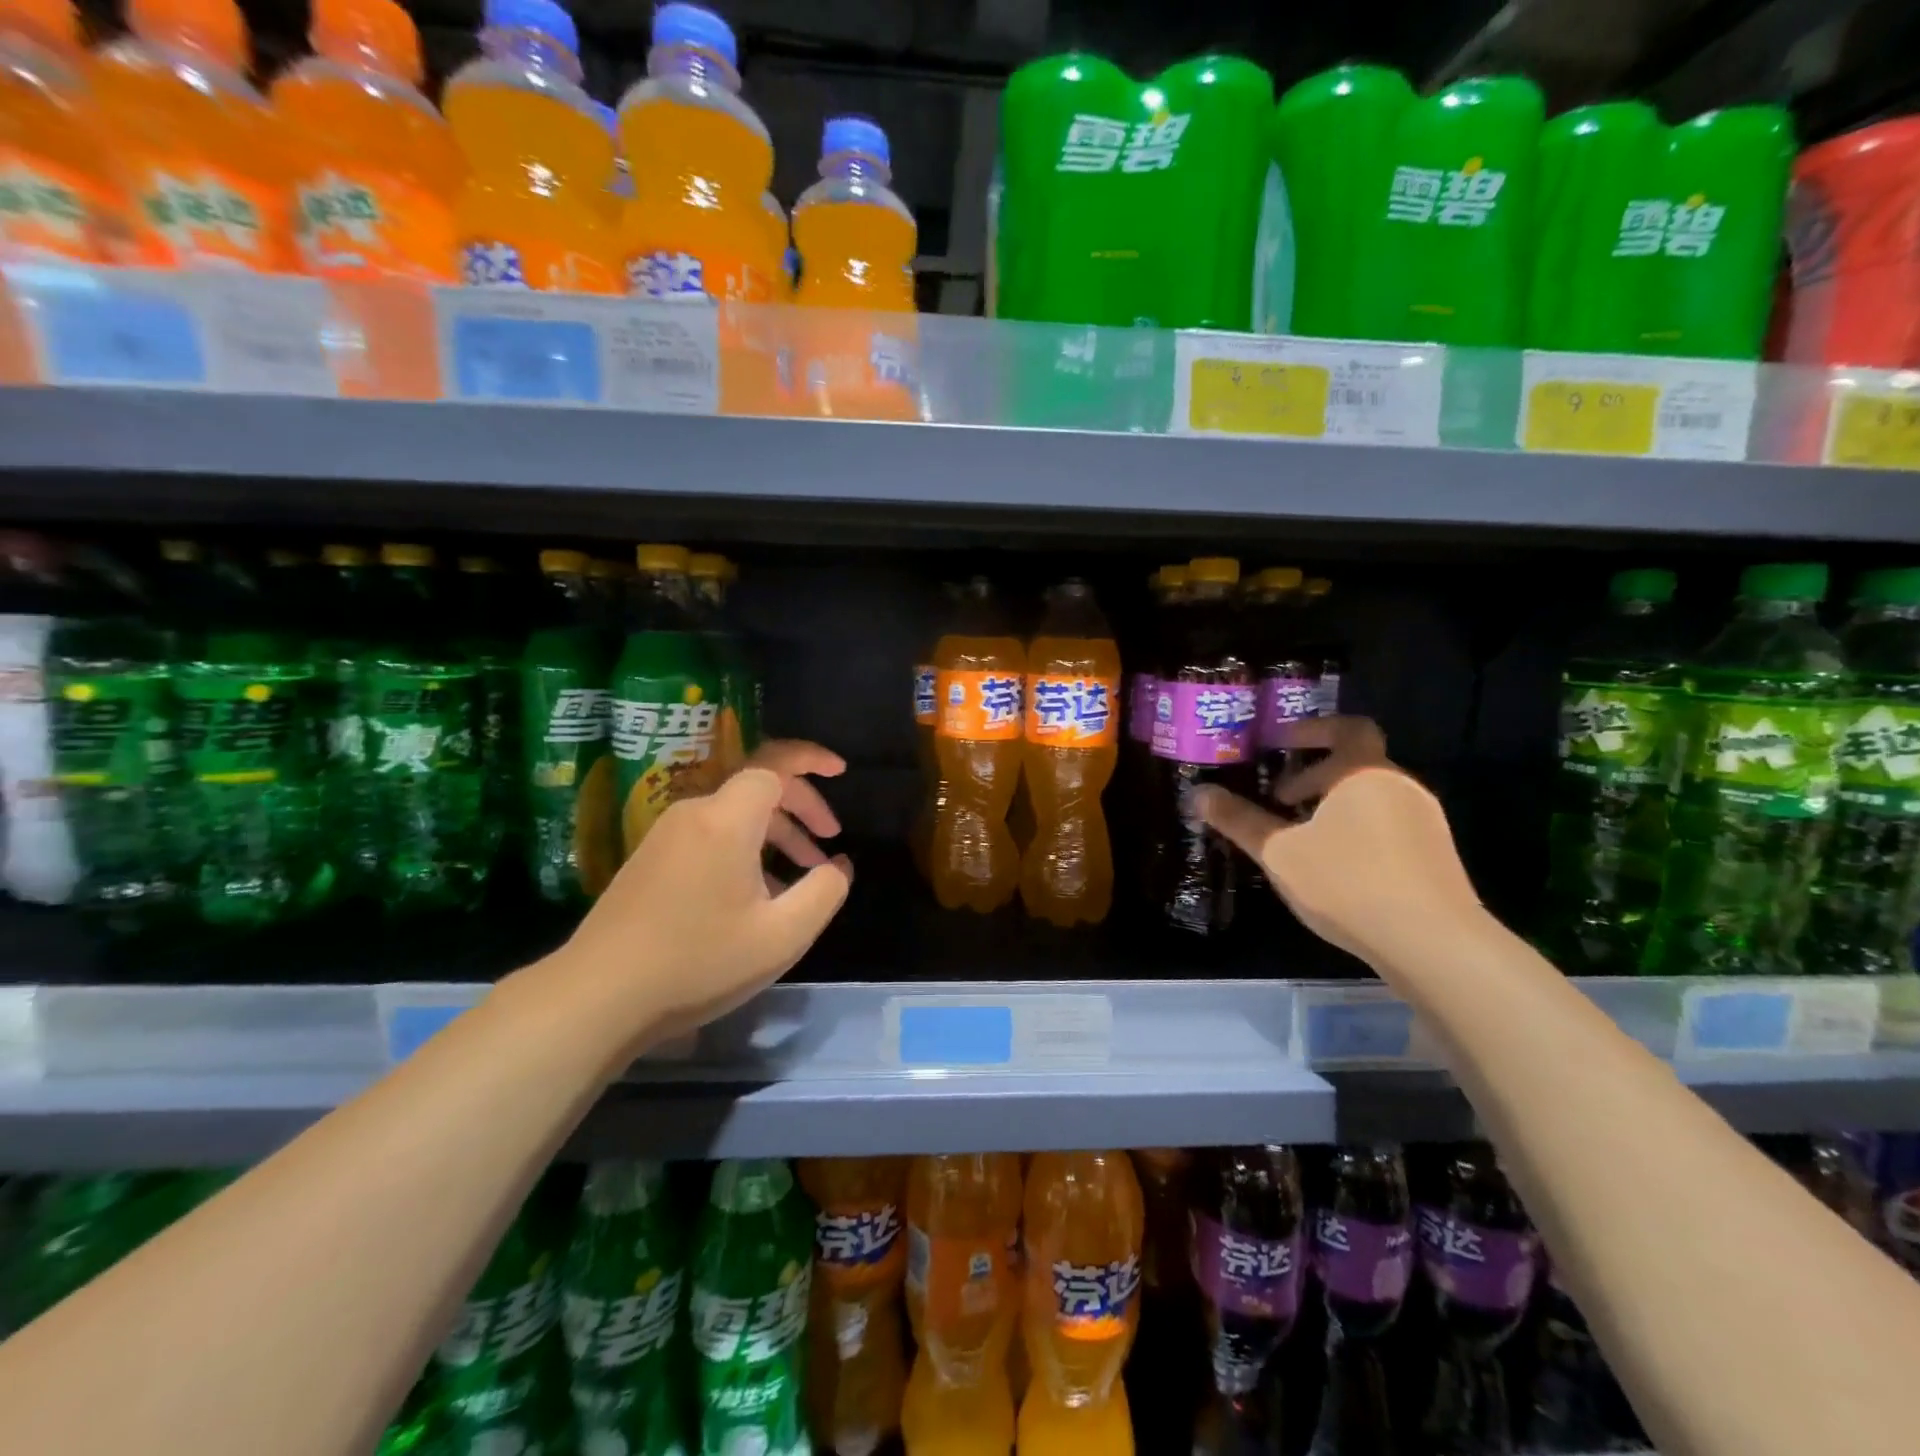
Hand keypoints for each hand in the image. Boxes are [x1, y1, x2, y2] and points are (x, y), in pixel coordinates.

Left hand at [550, 741, 852, 1047]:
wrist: (596, 997)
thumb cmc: (698, 963)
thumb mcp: (782, 936)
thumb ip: (824, 892)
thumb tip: (839, 865)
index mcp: (727, 821)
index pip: (775, 764)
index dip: (811, 760)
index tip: (841, 772)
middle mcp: (694, 814)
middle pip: (758, 787)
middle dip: (802, 804)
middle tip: (830, 838)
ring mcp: (666, 835)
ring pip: (735, 815)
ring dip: (776, 832)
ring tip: (804, 873)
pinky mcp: (650, 859)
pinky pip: (711, 835)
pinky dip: (746, 848)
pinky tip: (757, 893)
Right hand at [1190, 717, 1478, 961]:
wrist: (1434, 944)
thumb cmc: (1347, 883)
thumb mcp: (1279, 852)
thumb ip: (1238, 820)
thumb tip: (1197, 793)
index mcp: (1365, 772)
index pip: (1346, 728)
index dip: (1311, 730)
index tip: (1279, 744)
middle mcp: (1401, 786)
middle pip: (1355, 764)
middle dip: (1311, 777)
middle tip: (1277, 800)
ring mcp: (1425, 821)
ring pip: (1370, 797)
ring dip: (1332, 806)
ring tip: (1299, 838)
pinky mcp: (1435, 855)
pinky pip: (1387, 825)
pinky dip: (1356, 829)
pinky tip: (1334, 868)